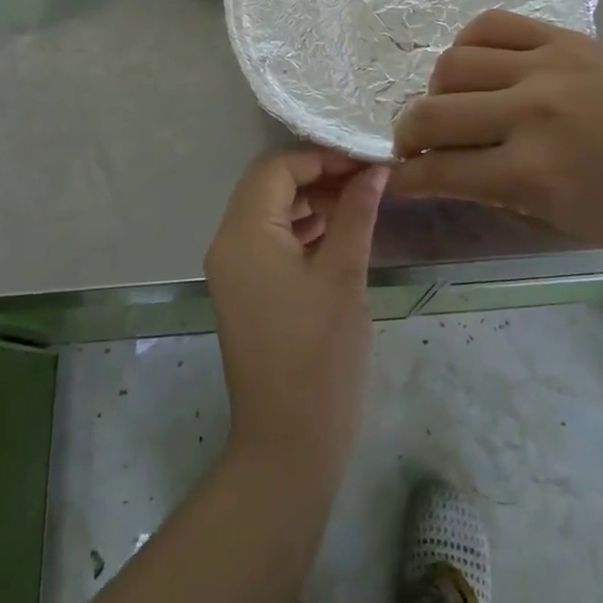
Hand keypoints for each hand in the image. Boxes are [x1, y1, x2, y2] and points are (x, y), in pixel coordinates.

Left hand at [206, 149, 387, 482]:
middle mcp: (228, 243)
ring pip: (270, 213)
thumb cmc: (319, 356)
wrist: (287, 446)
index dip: (321, 157)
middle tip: (368, 179)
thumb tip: (374, 170)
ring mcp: (233, 270)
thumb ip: (356, 213)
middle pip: (269, 186)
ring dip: (312, 202)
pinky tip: (341, 232)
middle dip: (318, 176)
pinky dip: (303, 230)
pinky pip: (271, 242)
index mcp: (243, 233)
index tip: (365, 161)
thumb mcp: (344, 275)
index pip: (276, 168)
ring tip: (361, 201)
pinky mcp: (246, 291)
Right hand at [392, 11, 602, 253]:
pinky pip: (492, 24)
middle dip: (406, 134)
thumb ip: (497, 194)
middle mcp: (530, 112)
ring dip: (437, 90)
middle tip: (414, 145)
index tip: (394, 179)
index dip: (404, 179)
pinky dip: (469, 44)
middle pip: (432, 112)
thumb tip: (447, 170)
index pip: (439, 170)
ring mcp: (547, 66)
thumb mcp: (563, 222)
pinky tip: (478, 64)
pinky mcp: (565, 37)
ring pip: (453, 62)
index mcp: (532, 173)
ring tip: (453, 104)